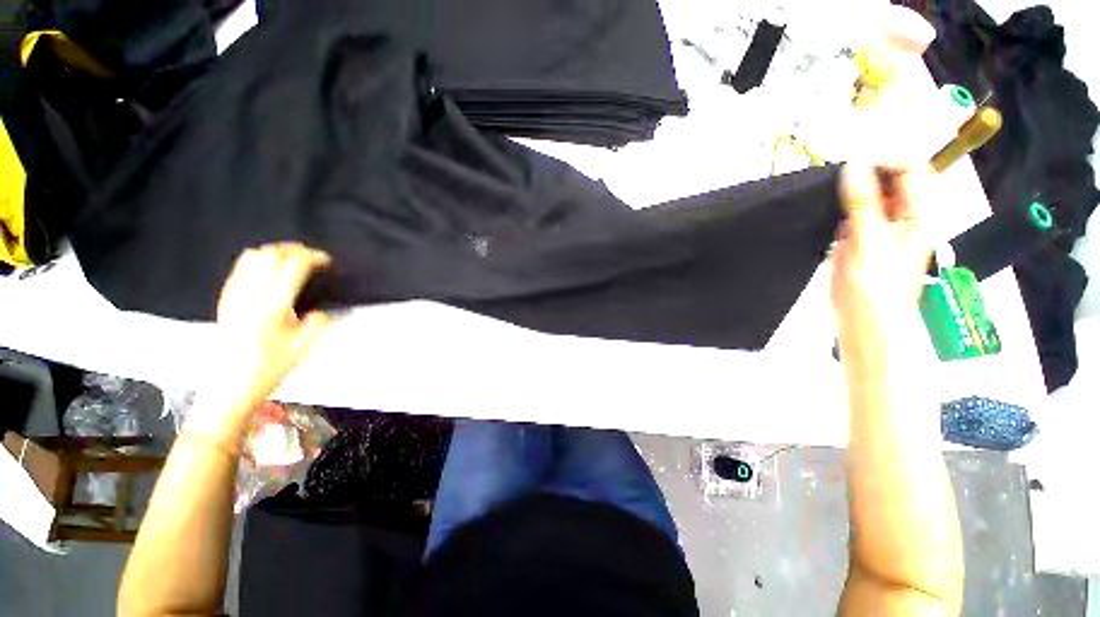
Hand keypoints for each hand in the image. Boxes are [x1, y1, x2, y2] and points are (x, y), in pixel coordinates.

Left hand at [192, 243, 331, 440]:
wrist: (229, 385)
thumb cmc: (270, 366)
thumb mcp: (305, 346)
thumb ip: (318, 322)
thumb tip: (319, 310)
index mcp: (274, 302)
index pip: (294, 265)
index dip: (313, 257)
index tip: (327, 261)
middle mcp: (252, 292)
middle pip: (271, 253)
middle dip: (294, 250)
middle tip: (311, 258)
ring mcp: (235, 294)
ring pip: (253, 256)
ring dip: (275, 252)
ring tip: (291, 261)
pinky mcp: (226, 299)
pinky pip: (240, 268)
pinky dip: (258, 261)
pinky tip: (268, 273)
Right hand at [831, 163, 932, 371]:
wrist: (863, 325)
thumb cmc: (875, 289)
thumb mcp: (870, 243)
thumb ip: (864, 204)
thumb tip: (854, 164)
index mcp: (918, 214)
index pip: (912, 169)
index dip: (886, 159)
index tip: (852, 164)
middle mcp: (903, 216)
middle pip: (890, 180)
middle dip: (863, 176)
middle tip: (835, 183)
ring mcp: (881, 229)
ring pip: (868, 196)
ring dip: (848, 194)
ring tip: (827, 200)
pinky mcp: (861, 241)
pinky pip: (852, 215)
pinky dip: (839, 212)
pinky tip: (826, 218)